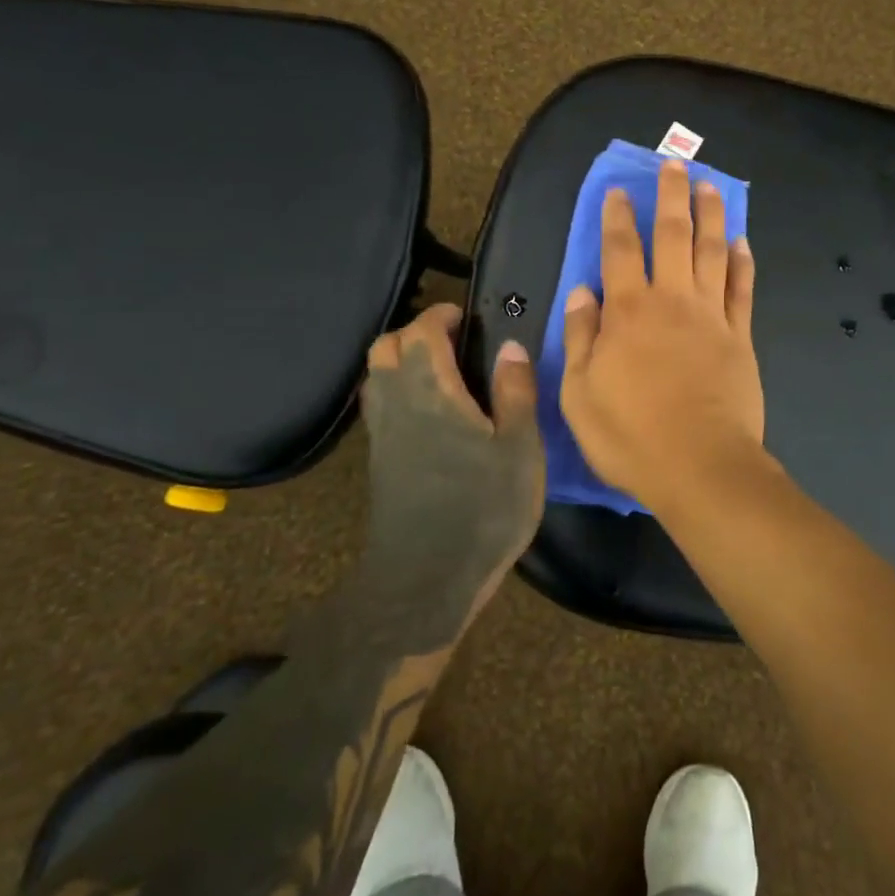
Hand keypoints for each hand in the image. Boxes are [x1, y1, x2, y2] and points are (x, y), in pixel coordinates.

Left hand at [361, 304, 544, 617]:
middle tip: (453, 343)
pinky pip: (378, 405)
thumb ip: (515, 391)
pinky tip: (430, 414)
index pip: (420, 331)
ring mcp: (381, 434)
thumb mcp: (518, 448)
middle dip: (414, 333)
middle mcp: (396, 402)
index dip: (440, 315)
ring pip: (375, 376)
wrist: (425, 580)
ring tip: (442, 374)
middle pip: (384, 347)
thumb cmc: (483, 508)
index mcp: (431, 389)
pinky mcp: (378, 461)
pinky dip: (397, 390)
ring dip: (400, 361)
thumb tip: (511, 346)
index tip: (464, 316)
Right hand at [559, 159, 763, 509]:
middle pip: (673, 235)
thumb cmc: (631, 435)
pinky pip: (743, 290)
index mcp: (628, 311)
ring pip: (712, 251)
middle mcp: (672, 300)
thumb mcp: (580, 393)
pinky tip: (742, 242)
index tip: (619, 190)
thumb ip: (580, 337)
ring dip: (711, 215)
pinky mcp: (741, 337)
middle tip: (675, 164)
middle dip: (672, 196)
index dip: (617, 216)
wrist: (701, 467)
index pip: (620, 249)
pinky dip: (743, 262)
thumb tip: (582, 291)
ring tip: (711, 185)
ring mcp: (712, 316)